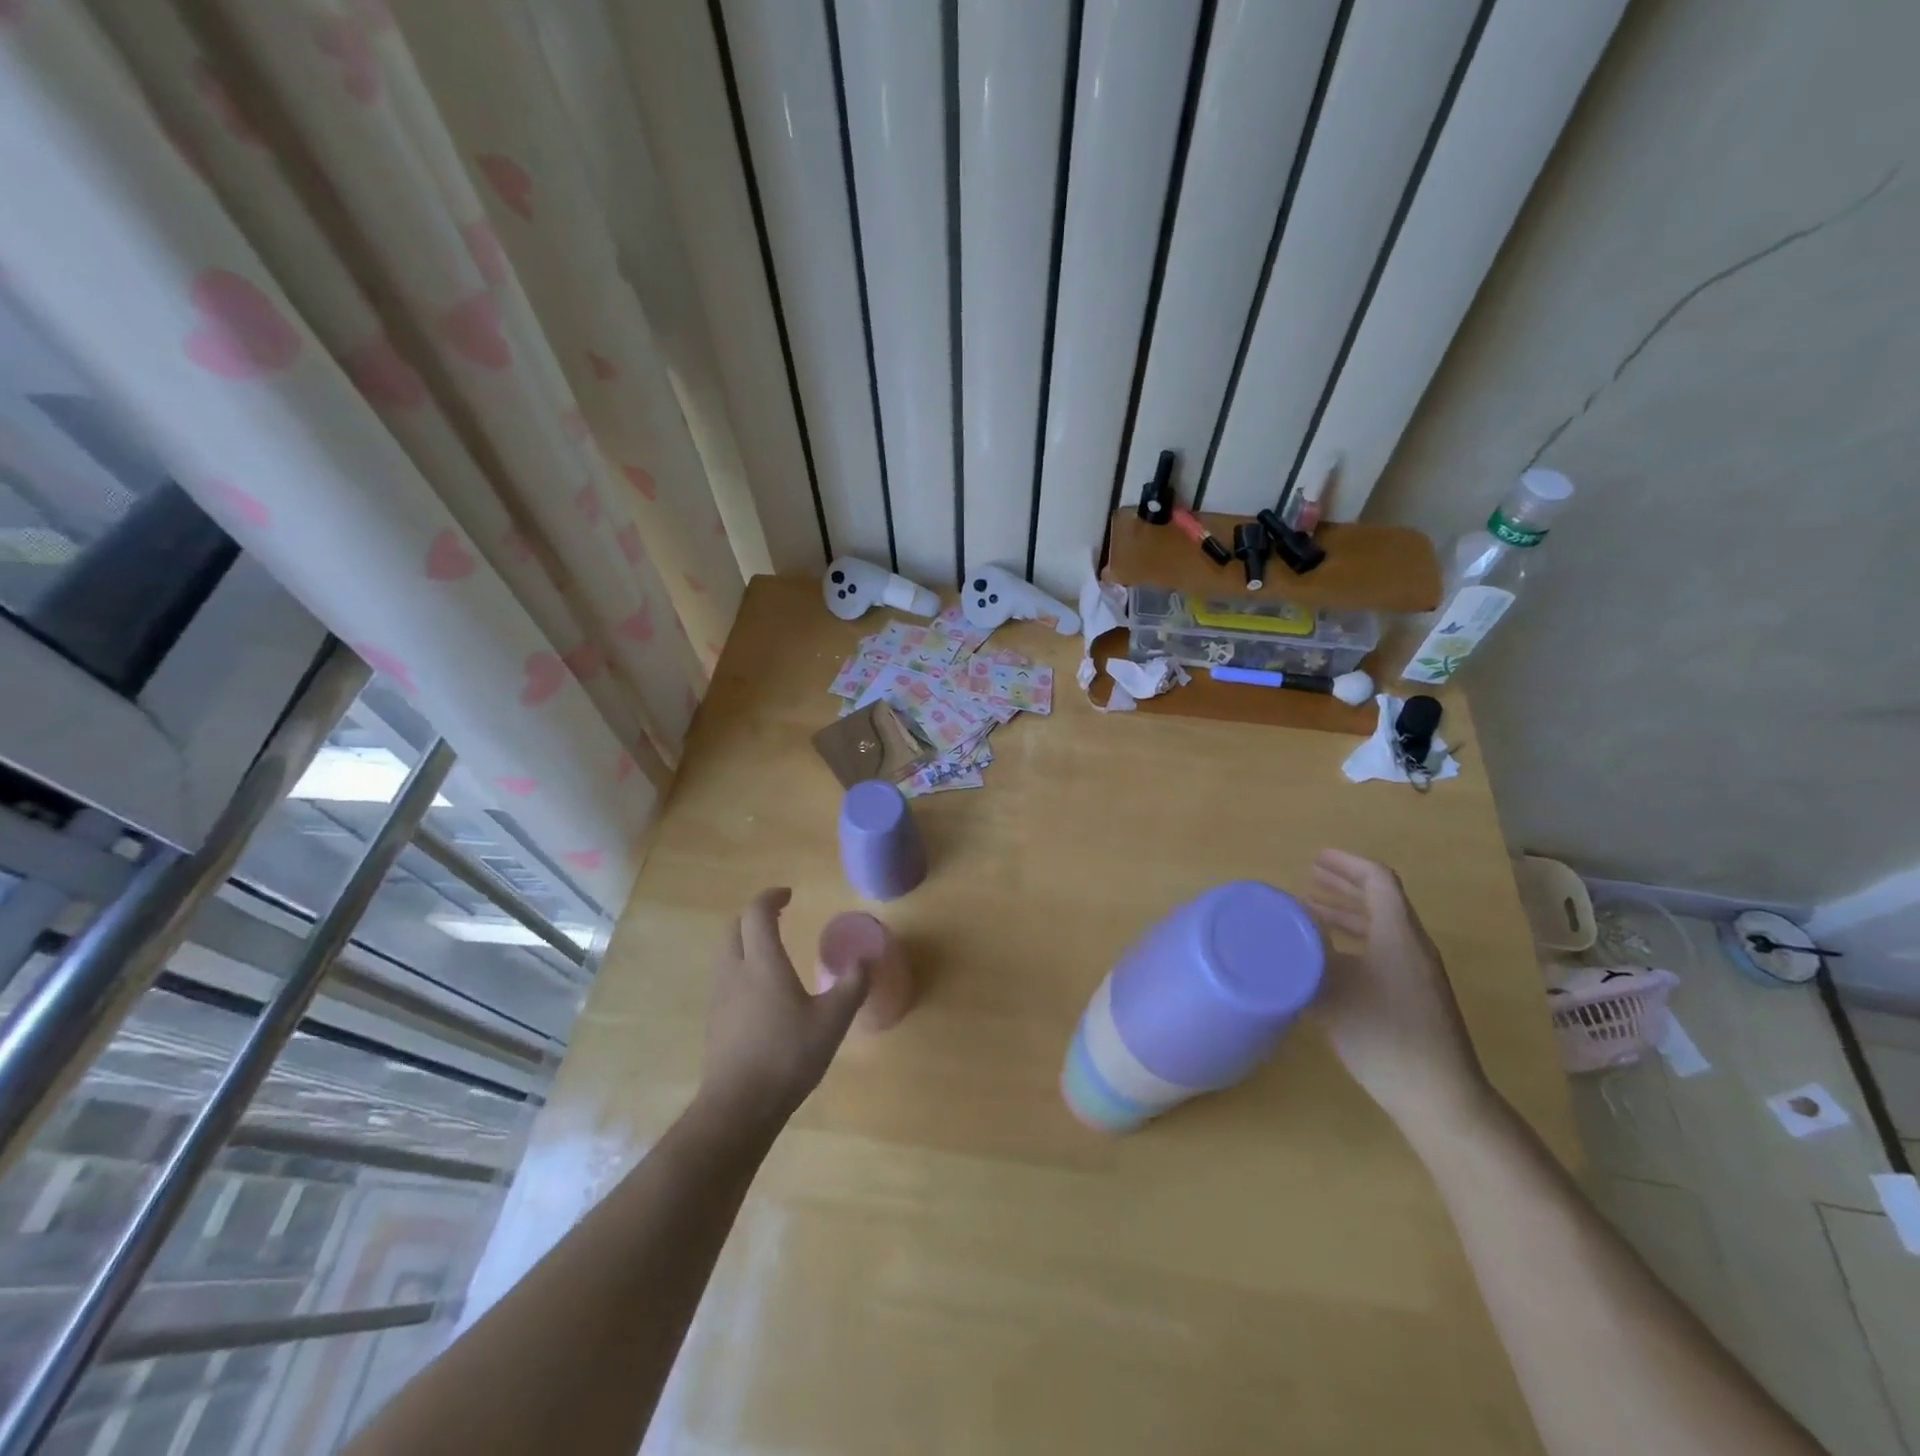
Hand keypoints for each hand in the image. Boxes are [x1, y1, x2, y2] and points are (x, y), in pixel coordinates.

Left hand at [699, 889, 870, 1130]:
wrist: (739, 1107)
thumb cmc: (788, 1055)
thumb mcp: (833, 1020)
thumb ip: (852, 985)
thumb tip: (866, 959)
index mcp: (762, 962)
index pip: (757, 913)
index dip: (771, 897)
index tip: (789, 895)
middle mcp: (735, 971)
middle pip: (734, 928)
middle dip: (754, 916)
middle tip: (778, 917)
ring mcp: (720, 997)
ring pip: (726, 954)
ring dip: (745, 942)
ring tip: (772, 953)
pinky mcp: (714, 1022)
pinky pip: (725, 980)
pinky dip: (741, 969)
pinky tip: (762, 993)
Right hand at [1308, 849, 1489, 1127]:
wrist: (1437, 1096)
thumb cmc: (1383, 1033)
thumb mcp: (1334, 988)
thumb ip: (1309, 955)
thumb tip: (1286, 932)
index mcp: (1398, 934)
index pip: (1378, 880)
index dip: (1347, 863)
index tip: (1315, 858)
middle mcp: (1411, 947)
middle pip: (1380, 901)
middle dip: (1343, 886)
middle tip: (1308, 878)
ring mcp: (1416, 975)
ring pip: (1379, 930)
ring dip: (1345, 915)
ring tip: (1309, 914)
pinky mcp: (1413, 1000)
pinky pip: (1380, 953)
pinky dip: (1351, 943)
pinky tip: (1324, 962)